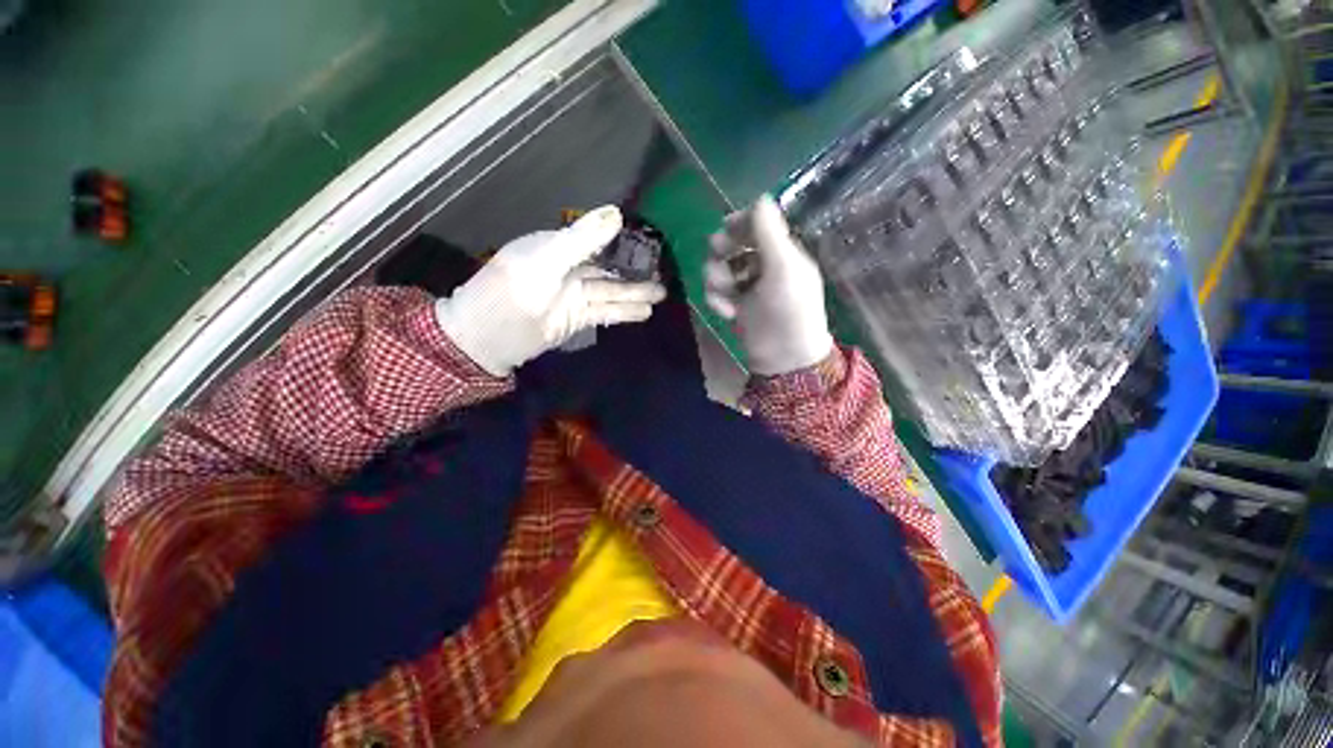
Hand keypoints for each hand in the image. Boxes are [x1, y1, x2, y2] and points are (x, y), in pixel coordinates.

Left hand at [435, 206, 666, 376]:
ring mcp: (574, 295)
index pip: (596, 238)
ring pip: (611, 290)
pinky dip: (625, 312)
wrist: (487, 339)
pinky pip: (606, 311)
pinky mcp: (577, 318)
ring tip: (662, 294)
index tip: (650, 242)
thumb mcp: (546, 261)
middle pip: (609, 267)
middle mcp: (568, 268)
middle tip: (664, 273)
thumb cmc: (511, 294)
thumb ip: (581, 239)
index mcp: (557, 246)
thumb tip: (617, 214)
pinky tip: (645, 312)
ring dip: (635, 292)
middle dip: (635, 271)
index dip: (623, 241)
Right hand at [705, 196, 833, 375]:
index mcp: (781, 251)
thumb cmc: (789, 311)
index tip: (725, 231)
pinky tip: (726, 312)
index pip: (757, 224)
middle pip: (732, 244)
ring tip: (726, 296)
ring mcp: (748, 286)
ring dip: (716, 279)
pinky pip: (717, 292)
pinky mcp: (736, 305)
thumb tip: (759, 197)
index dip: (738, 223)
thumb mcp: (783, 269)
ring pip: (720, 268)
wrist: (783, 357)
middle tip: (718, 262)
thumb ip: (770, 233)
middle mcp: (763, 264)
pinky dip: (717, 300)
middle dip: (722, 253)